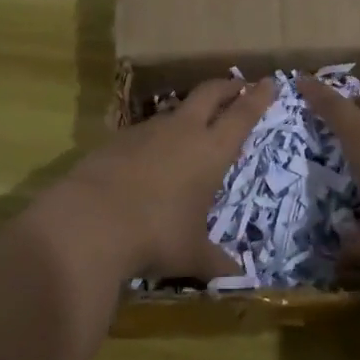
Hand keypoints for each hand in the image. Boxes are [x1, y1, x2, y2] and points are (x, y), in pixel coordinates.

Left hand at [44, 77, 273, 280]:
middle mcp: (183, 131)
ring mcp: (147, 131)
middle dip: (226, 87)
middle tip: (237, 85)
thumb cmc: (156, 234)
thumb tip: (237, 276)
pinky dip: (156, 136)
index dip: (257, 98)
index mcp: (211, 151)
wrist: (90, 220)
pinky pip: (145, 130)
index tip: (268, 83)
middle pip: (209, 94)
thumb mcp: (191, 254)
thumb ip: (215, 261)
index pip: (242, 116)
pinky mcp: (117, 139)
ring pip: (175, 110)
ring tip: (194, 121)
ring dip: (189, 111)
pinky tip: (151, 153)